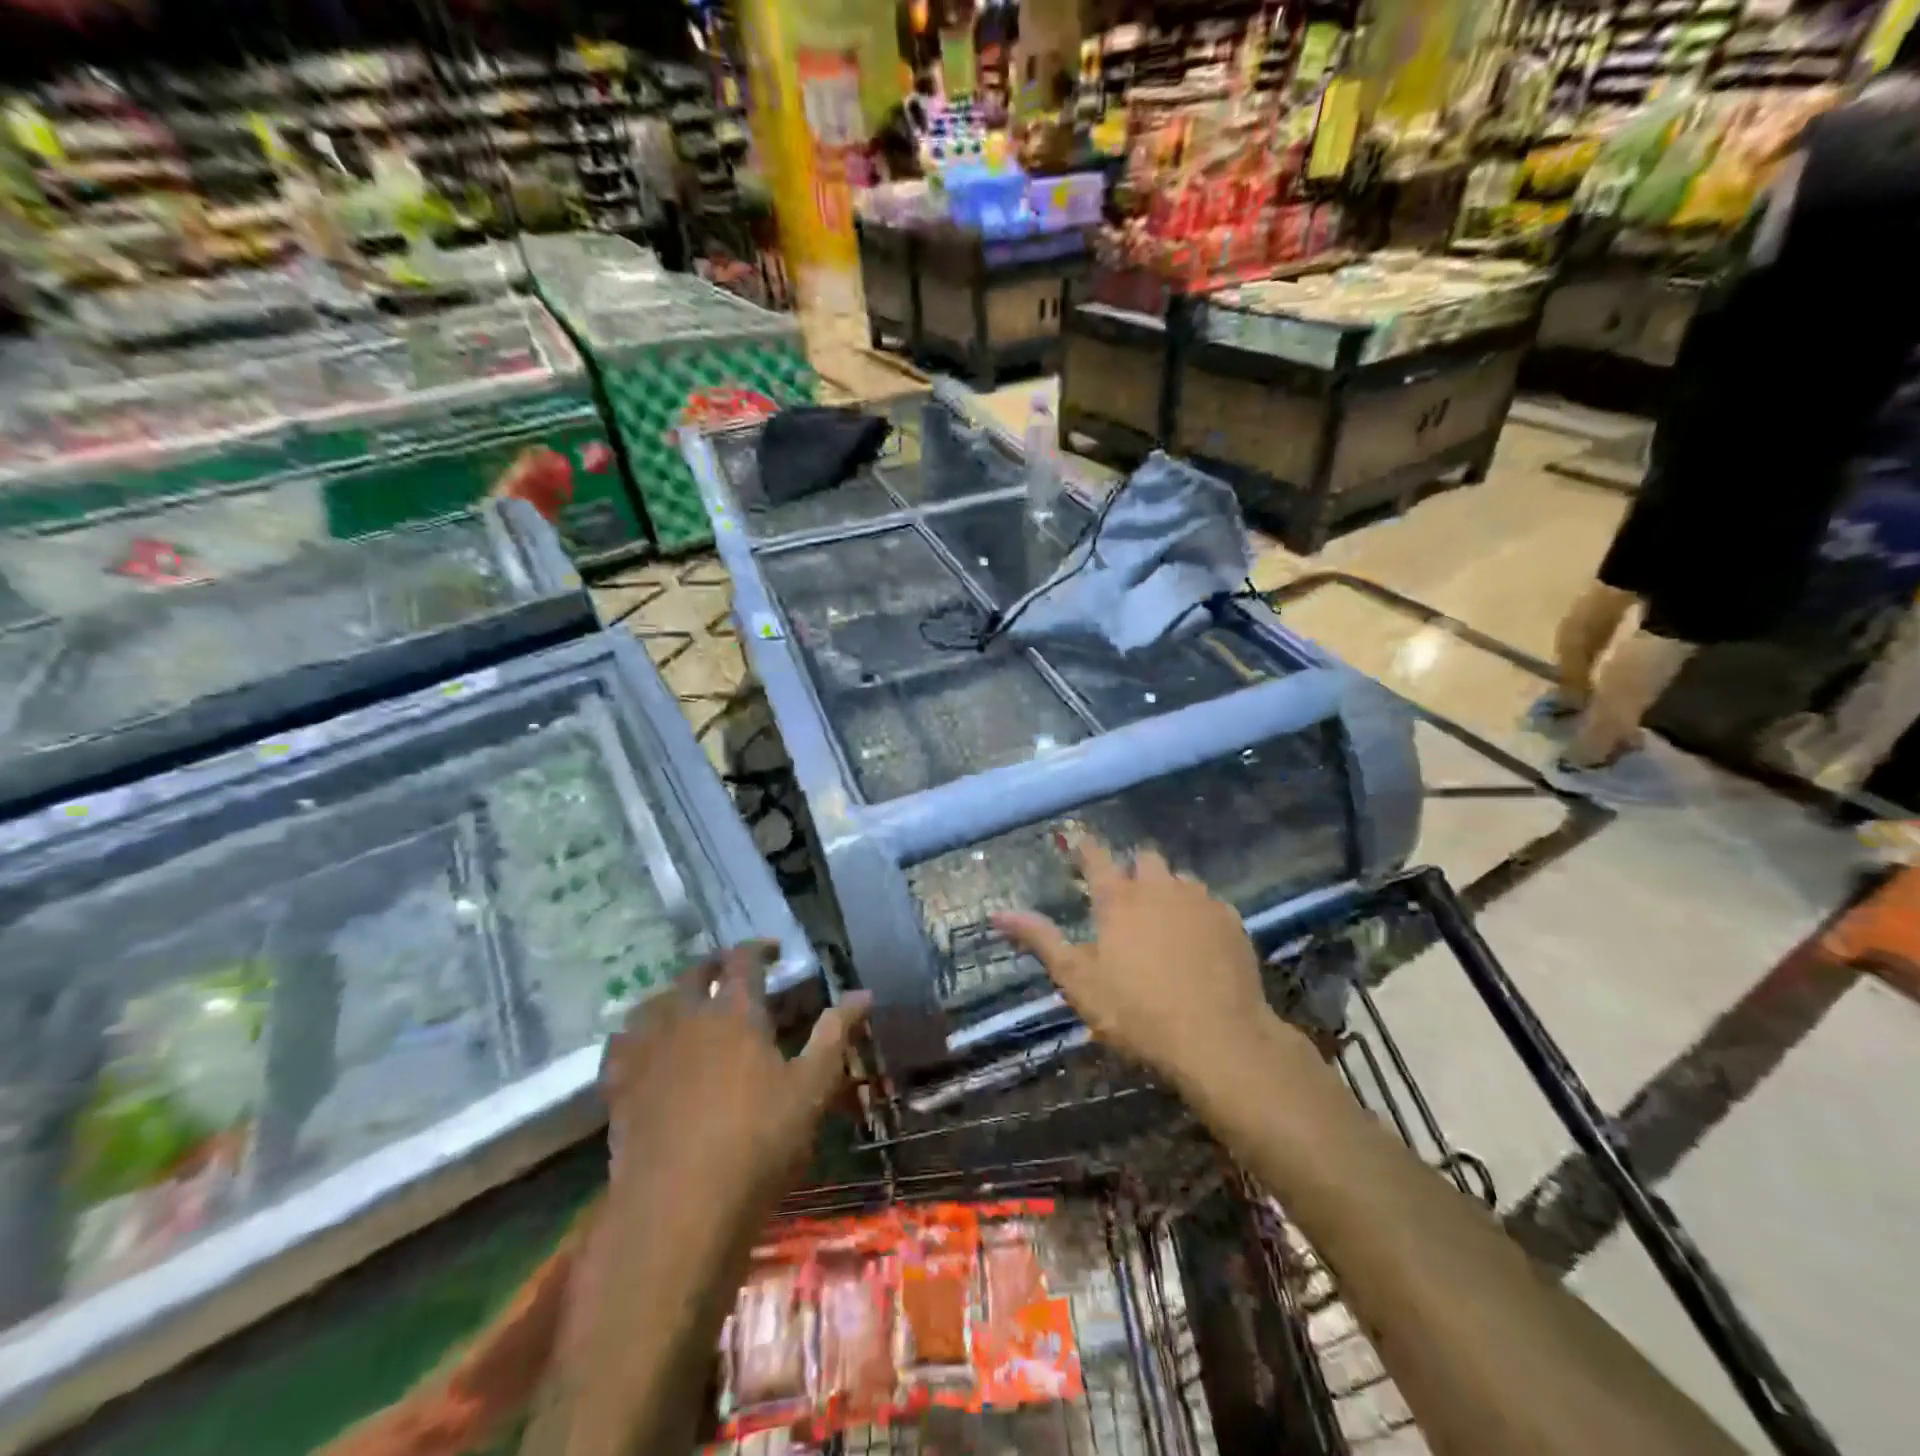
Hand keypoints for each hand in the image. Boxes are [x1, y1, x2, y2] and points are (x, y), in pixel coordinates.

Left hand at [599, 942, 869, 1246]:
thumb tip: (863, 993)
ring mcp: (647, 1051)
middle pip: (694, 973)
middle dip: (715, 965)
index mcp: (735, 1012)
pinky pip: (620, 1045)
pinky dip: (633, 1034)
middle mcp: (686, 1018)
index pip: (744, 959)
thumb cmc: (758, 1142)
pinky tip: (642, 1046)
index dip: (759, 948)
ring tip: (687, 1003)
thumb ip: (835, 1035)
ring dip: (674, 994)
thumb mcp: (811, 1088)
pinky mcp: (619, 1088)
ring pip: (654, 1003)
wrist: (679, 1209)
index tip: (775, 951)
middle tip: (731, 971)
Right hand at [991, 836, 1276, 1092]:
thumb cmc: (1136, 1011)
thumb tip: (997, 913)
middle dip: (1132, 869)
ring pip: (1180, 878)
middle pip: (1144, 859)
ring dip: (1167, 889)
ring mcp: (1200, 901)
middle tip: (1125, 897)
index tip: (1078, 839)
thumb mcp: (1078, 980)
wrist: (1219, 1039)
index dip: (1084, 846)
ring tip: (1163, 919)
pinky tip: (1197, 941)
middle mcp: (1159, 887)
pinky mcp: (1231, 921)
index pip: (1096, 857)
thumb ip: (1040, 940)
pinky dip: (1197, 913)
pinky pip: (1209, 902)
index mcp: (1118, 898)